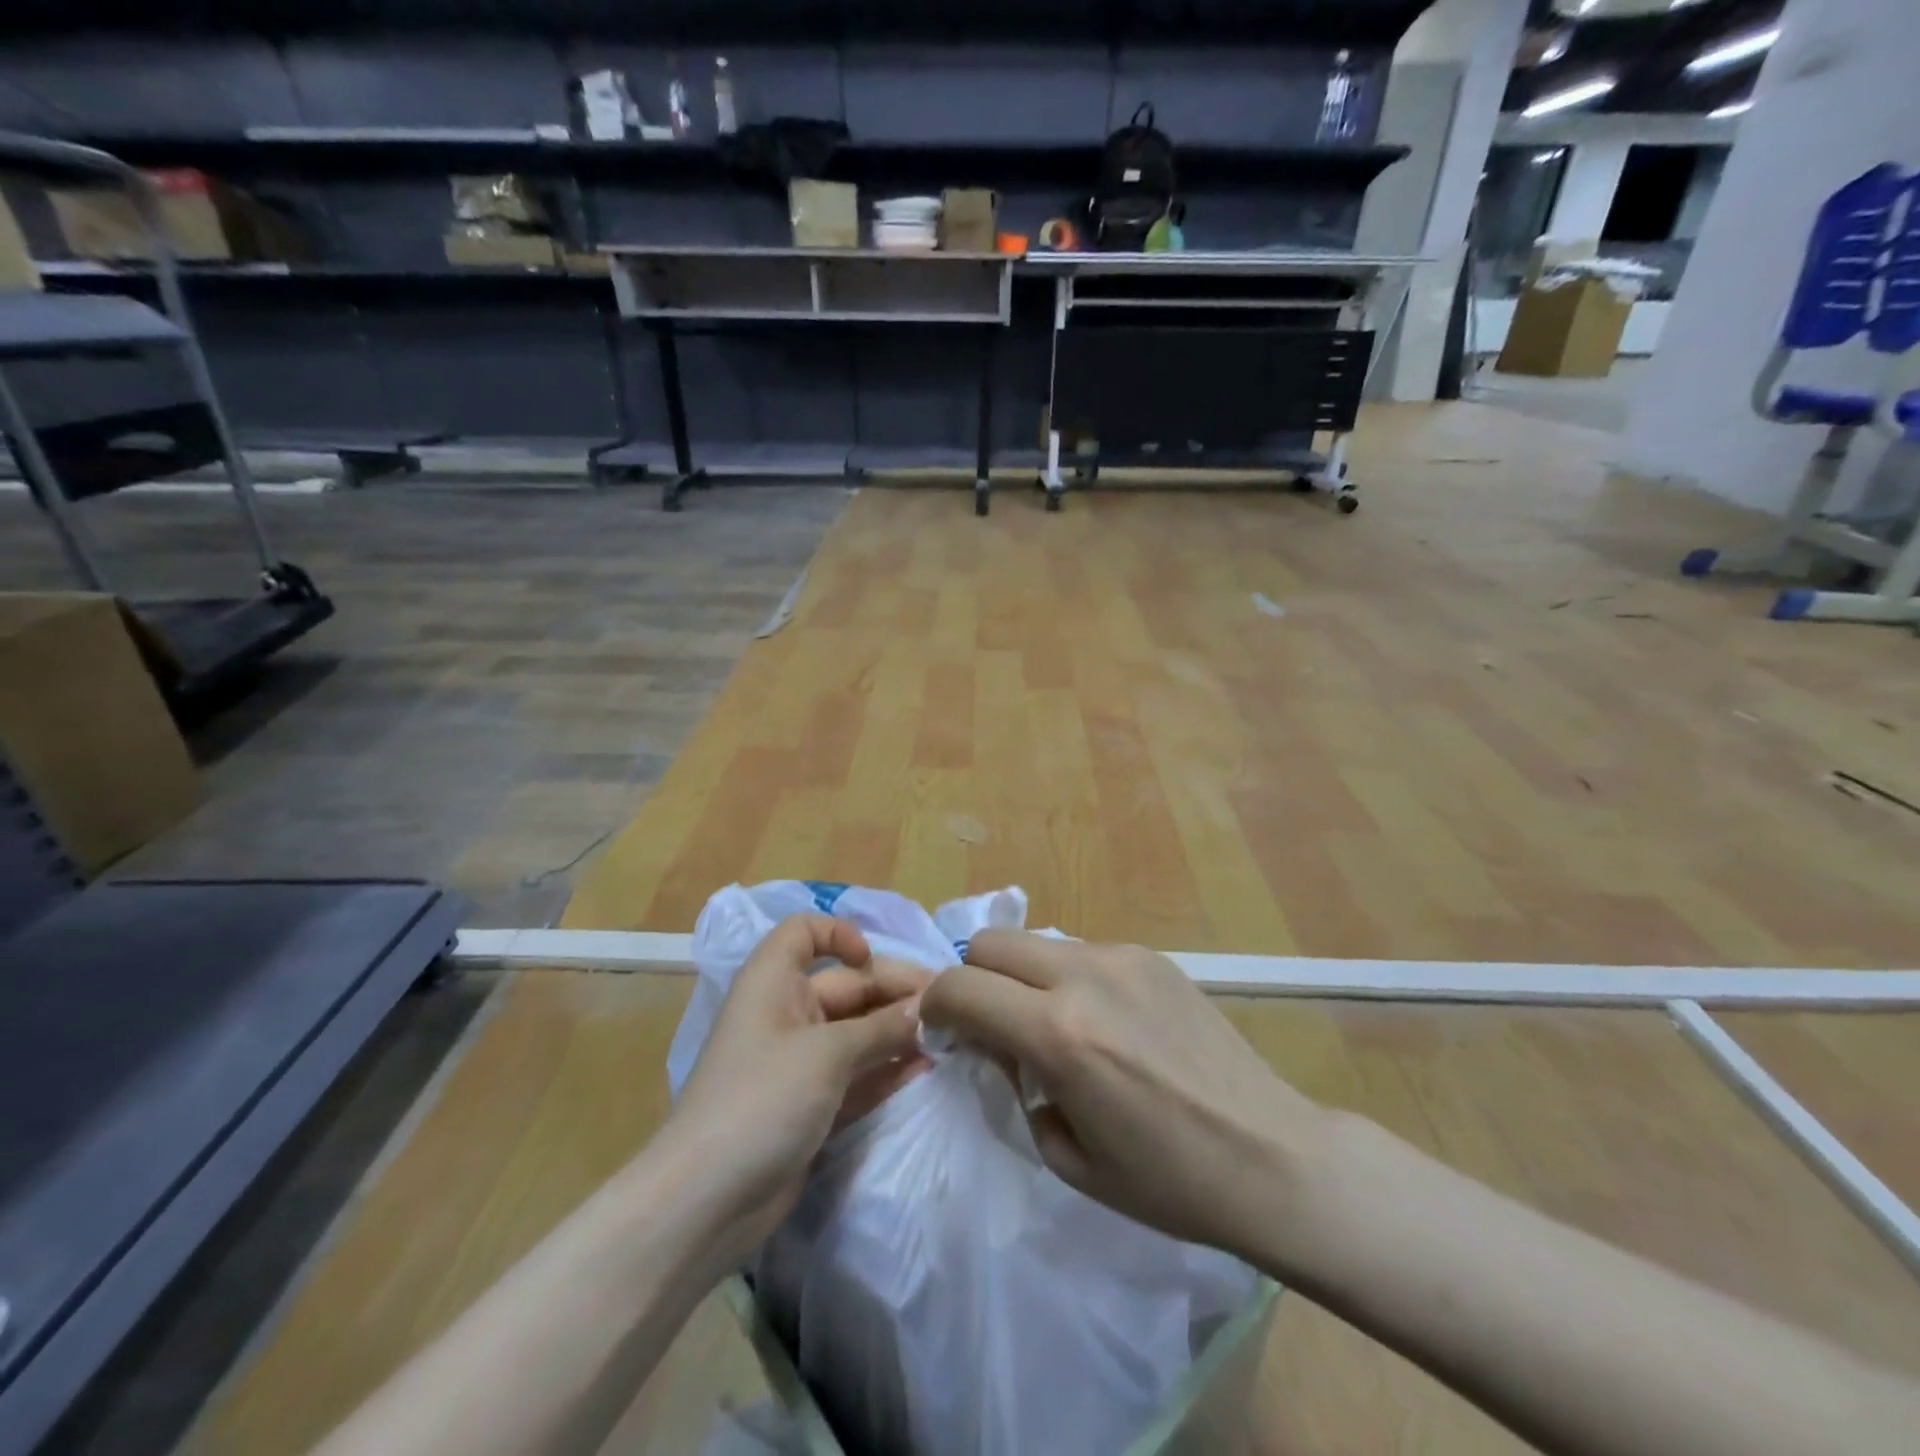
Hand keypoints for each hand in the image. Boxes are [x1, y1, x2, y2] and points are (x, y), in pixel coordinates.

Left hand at [661, 915, 931, 1265]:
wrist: (706, 1202)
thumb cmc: (762, 1099)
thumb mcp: (827, 1054)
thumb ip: (882, 1029)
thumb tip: (927, 1009)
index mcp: (773, 982)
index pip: (804, 933)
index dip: (839, 935)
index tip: (873, 960)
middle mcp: (786, 1013)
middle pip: (846, 986)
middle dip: (893, 994)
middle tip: (946, 1008)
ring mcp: (799, 1062)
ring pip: (857, 1033)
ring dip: (896, 1034)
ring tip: (946, 1040)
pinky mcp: (811, 1105)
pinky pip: (856, 1074)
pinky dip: (886, 1070)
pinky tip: (924, 1071)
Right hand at [920, 930, 1327, 1261]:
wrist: (1271, 1156)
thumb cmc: (1166, 1181)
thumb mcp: (1066, 1153)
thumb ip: (1015, 1083)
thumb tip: (997, 1042)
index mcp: (1059, 1034)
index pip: (960, 987)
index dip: (936, 1007)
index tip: (943, 1033)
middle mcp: (1084, 977)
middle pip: (990, 942)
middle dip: (973, 979)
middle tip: (991, 1026)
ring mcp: (1122, 958)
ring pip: (1036, 942)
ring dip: (1022, 977)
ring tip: (1051, 1025)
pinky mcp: (1151, 955)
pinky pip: (1081, 952)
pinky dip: (1066, 978)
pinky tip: (1102, 1022)